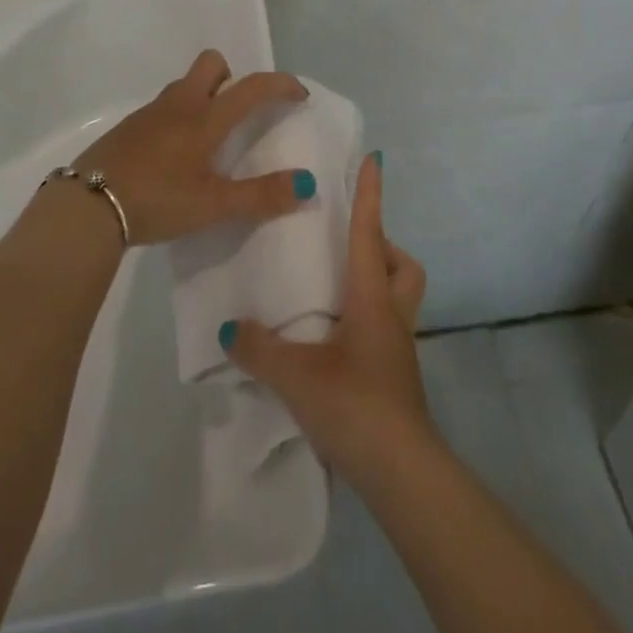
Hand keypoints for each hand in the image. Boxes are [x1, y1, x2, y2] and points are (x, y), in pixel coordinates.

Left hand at [71, 50, 313, 245]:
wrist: (87, 206)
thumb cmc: (158, 200)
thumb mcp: (214, 206)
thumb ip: (261, 196)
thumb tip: (306, 184)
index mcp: (205, 119)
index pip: (252, 87)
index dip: (281, 85)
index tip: (299, 95)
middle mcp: (179, 104)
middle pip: (211, 63)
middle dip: (232, 77)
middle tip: (239, 114)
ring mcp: (149, 113)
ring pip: (185, 85)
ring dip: (203, 97)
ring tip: (208, 140)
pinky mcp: (128, 127)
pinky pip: (163, 107)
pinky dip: (178, 117)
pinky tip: (173, 156)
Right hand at [224, 154, 432, 481]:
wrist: (401, 472)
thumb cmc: (354, 405)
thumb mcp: (296, 375)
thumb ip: (259, 348)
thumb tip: (230, 327)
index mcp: (371, 297)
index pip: (371, 232)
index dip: (371, 194)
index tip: (374, 160)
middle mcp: (391, 314)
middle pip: (402, 264)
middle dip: (382, 246)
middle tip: (345, 246)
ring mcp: (398, 347)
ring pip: (399, 296)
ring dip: (377, 281)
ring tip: (335, 288)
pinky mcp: (396, 375)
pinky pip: (386, 327)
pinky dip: (366, 317)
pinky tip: (334, 337)